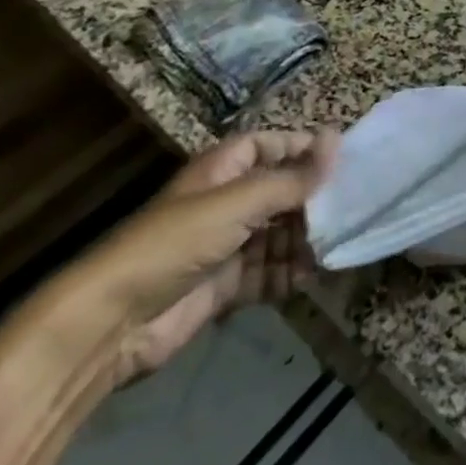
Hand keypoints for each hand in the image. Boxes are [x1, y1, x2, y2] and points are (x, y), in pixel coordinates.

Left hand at [52, 128, 338, 386]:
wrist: (113, 323)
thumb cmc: (176, 243)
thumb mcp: (239, 202)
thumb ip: (292, 178)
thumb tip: (337, 141)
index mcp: (221, 171)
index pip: (268, 145)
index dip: (300, 147)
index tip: (341, 158)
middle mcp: (225, 203)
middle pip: (279, 192)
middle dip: (312, 200)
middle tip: (352, 207)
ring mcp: (226, 246)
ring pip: (278, 234)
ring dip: (306, 240)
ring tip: (338, 245)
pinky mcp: (226, 286)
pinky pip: (269, 272)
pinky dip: (290, 274)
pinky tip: (312, 276)